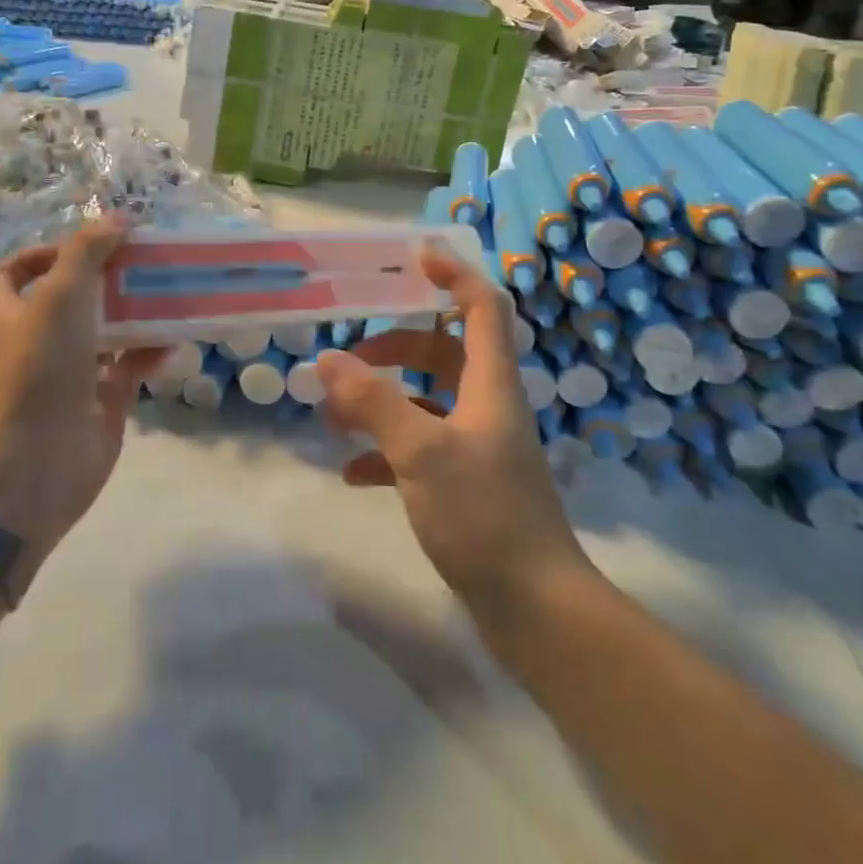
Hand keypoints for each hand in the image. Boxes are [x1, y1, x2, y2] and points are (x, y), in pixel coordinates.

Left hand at [0, 219, 163, 590]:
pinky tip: (176, 338)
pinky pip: (128, 368)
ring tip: (166, 291)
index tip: (87, 245)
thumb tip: (119, 218)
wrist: (37, 460)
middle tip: (141, 261)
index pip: (13, 271)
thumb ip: (88, 250)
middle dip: (103, 279)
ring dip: (132, 313)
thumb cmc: (39, 366)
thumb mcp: (61, 293)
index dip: (43, 252)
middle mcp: (34, 340)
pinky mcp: (98, 401)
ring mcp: (67, 373)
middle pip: (67, 299)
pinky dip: (149, 352)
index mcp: (7, 312)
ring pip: (102, 333)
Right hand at [316, 247, 587, 614]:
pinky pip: (419, 450)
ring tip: (335, 414)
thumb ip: (373, 402)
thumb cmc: (484, 515)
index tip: (417, 254)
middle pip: (444, 351)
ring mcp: (477, 447)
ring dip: (382, 400)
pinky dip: (385, 451)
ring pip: (426, 401)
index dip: (454, 274)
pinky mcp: (465, 485)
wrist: (535, 609)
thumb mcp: (421, 452)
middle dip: (397, 344)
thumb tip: (327, 360)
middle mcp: (487, 407)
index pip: (482, 307)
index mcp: (490, 385)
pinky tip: (353, 472)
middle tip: (351, 353)